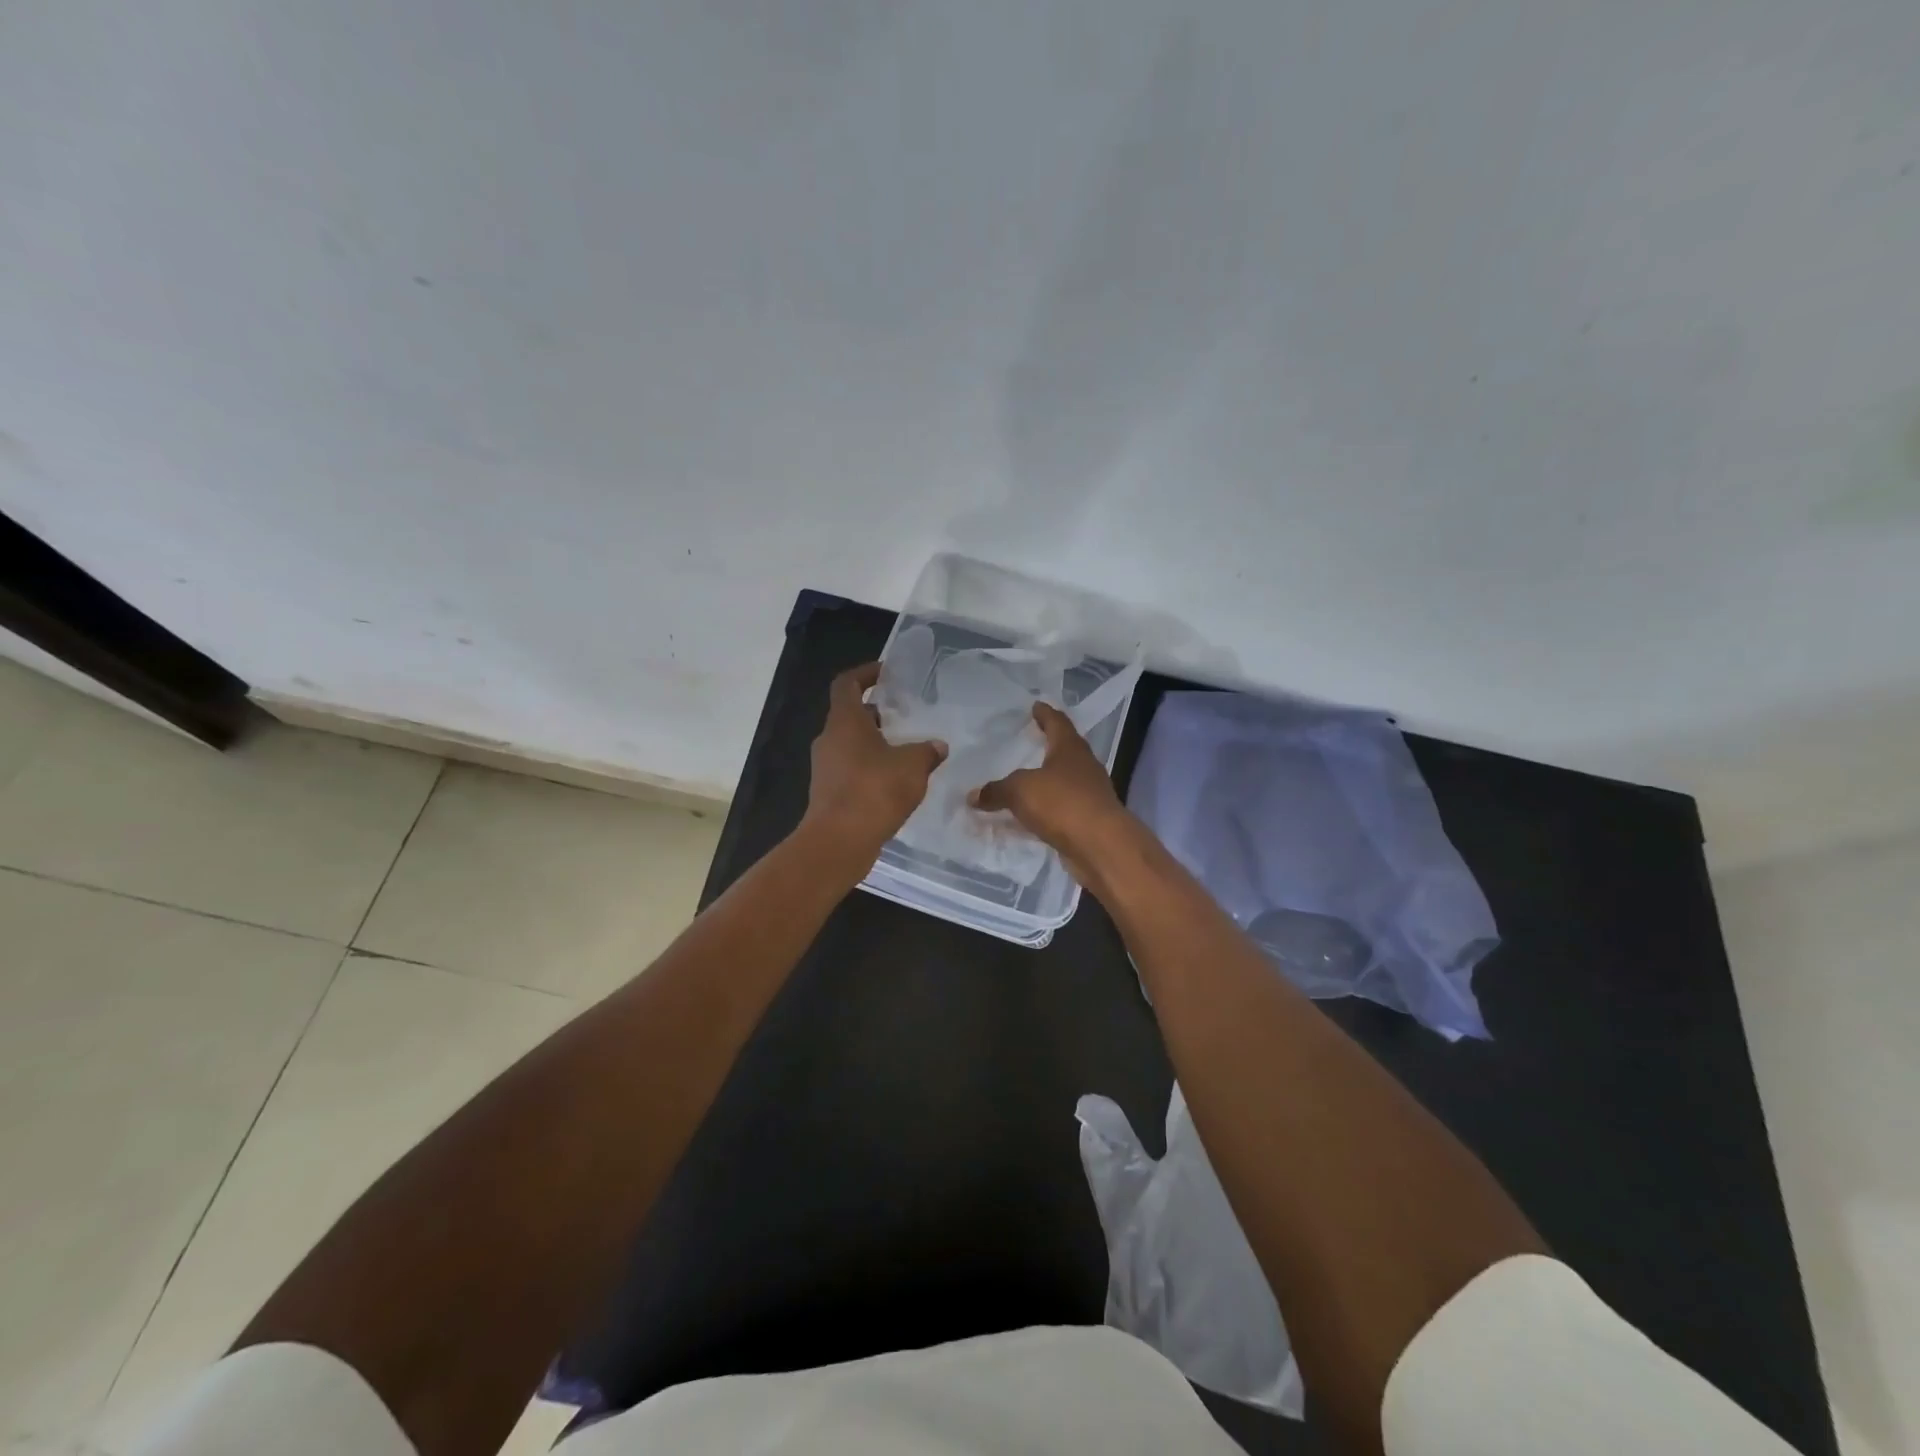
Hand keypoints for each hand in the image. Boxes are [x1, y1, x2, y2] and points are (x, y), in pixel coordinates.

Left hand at [802, 662, 946, 870]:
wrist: (839, 841)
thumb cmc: (874, 791)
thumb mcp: (912, 766)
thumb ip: (927, 751)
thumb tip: (938, 746)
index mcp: (844, 722)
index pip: (847, 684)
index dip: (865, 673)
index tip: (886, 673)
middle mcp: (829, 740)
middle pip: (849, 716)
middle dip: (876, 714)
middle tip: (904, 717)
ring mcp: (825, 768)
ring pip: (851, 745)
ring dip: (875, 744)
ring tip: (906, 752)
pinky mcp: (829, 794)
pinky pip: (851, 771)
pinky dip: (870, 770)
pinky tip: (896, 783)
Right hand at [970, 702, 1134, 884]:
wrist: (1101, 846)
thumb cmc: (1062, 804)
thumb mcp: (1020, 791)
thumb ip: (996, 791)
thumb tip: (972, 796)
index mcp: (1070, 748)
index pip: (1057, 722)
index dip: (1045, 714)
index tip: (1036, 705)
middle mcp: (1084, 766)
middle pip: (1065, 749)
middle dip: (1049, 745)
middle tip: (1029, 740)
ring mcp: (1090, 793)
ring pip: (1065, 780)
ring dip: (1047, 779)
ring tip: (1026, 778)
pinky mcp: (1089, 819)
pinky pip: (1062, 807)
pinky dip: (1047, 808)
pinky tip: (1032, 814)